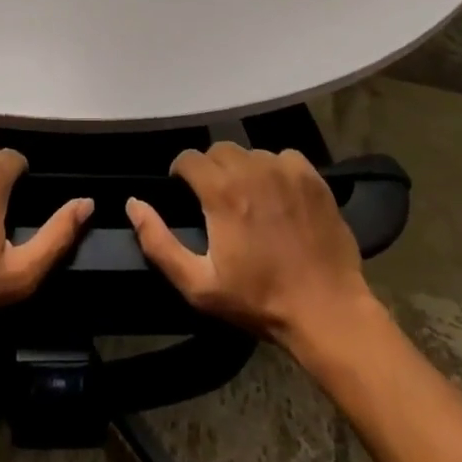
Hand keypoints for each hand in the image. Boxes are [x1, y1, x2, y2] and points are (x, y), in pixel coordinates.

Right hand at [127, 142, 372, 350]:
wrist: (327, 311)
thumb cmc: (258, 300)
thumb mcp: (199, 285)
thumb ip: (159, 242)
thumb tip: (134, 204)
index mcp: (221, 191)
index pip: (188, 158)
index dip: (181, 173)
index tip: (185, 193)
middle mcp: (251, 169)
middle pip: (219, 150)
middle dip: (211, 170)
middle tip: (217, 201)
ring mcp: (285, 170)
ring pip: (251, 153)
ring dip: (243, 170)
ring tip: (250, 199)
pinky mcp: (312, 177)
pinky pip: (284, 158)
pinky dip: (276, 171)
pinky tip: (279, 196)